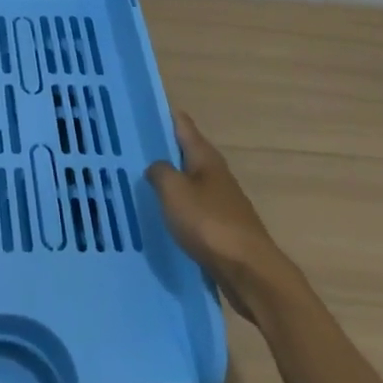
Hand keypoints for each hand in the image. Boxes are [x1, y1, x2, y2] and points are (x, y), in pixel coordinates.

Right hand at [148, 112, 290, 316]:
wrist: (249, 272)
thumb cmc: (209, 223)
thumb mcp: (174, 191)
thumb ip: (160, 172)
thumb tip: (157, 167)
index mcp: (205, 158)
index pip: (183, 125)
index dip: (165, 115)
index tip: (143, 110)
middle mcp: (216, 174)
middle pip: (187, 153)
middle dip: (164, 149)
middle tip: (133, 147)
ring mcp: (222, 202)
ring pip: (190, 182)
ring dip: (171, 180)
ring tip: (143, 181)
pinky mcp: (223, 228)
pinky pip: (195, 208)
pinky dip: (179, 206)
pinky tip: (164, 215)